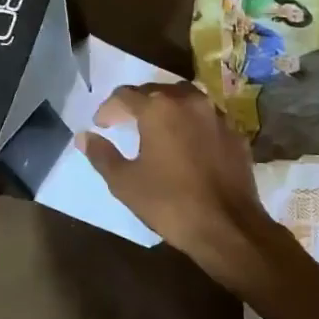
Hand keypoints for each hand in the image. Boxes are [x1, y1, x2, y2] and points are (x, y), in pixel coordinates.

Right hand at [77, 82, 281, 286]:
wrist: (228, 227)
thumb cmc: (170, 203)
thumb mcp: (125, 182)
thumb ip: (101, 155)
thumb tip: (83, 136)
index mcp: (158, 108)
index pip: (124, 95)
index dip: (108, 108)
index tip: (101, 125)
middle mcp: (189, 102)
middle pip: (156, 91)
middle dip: (137, 104)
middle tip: (124, 123)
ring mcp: (217, 116)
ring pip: (185, 98)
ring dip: (166, 108)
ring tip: (156, 128)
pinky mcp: (235, 134)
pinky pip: (206, 117)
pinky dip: (191, 122)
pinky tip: (186, 143)